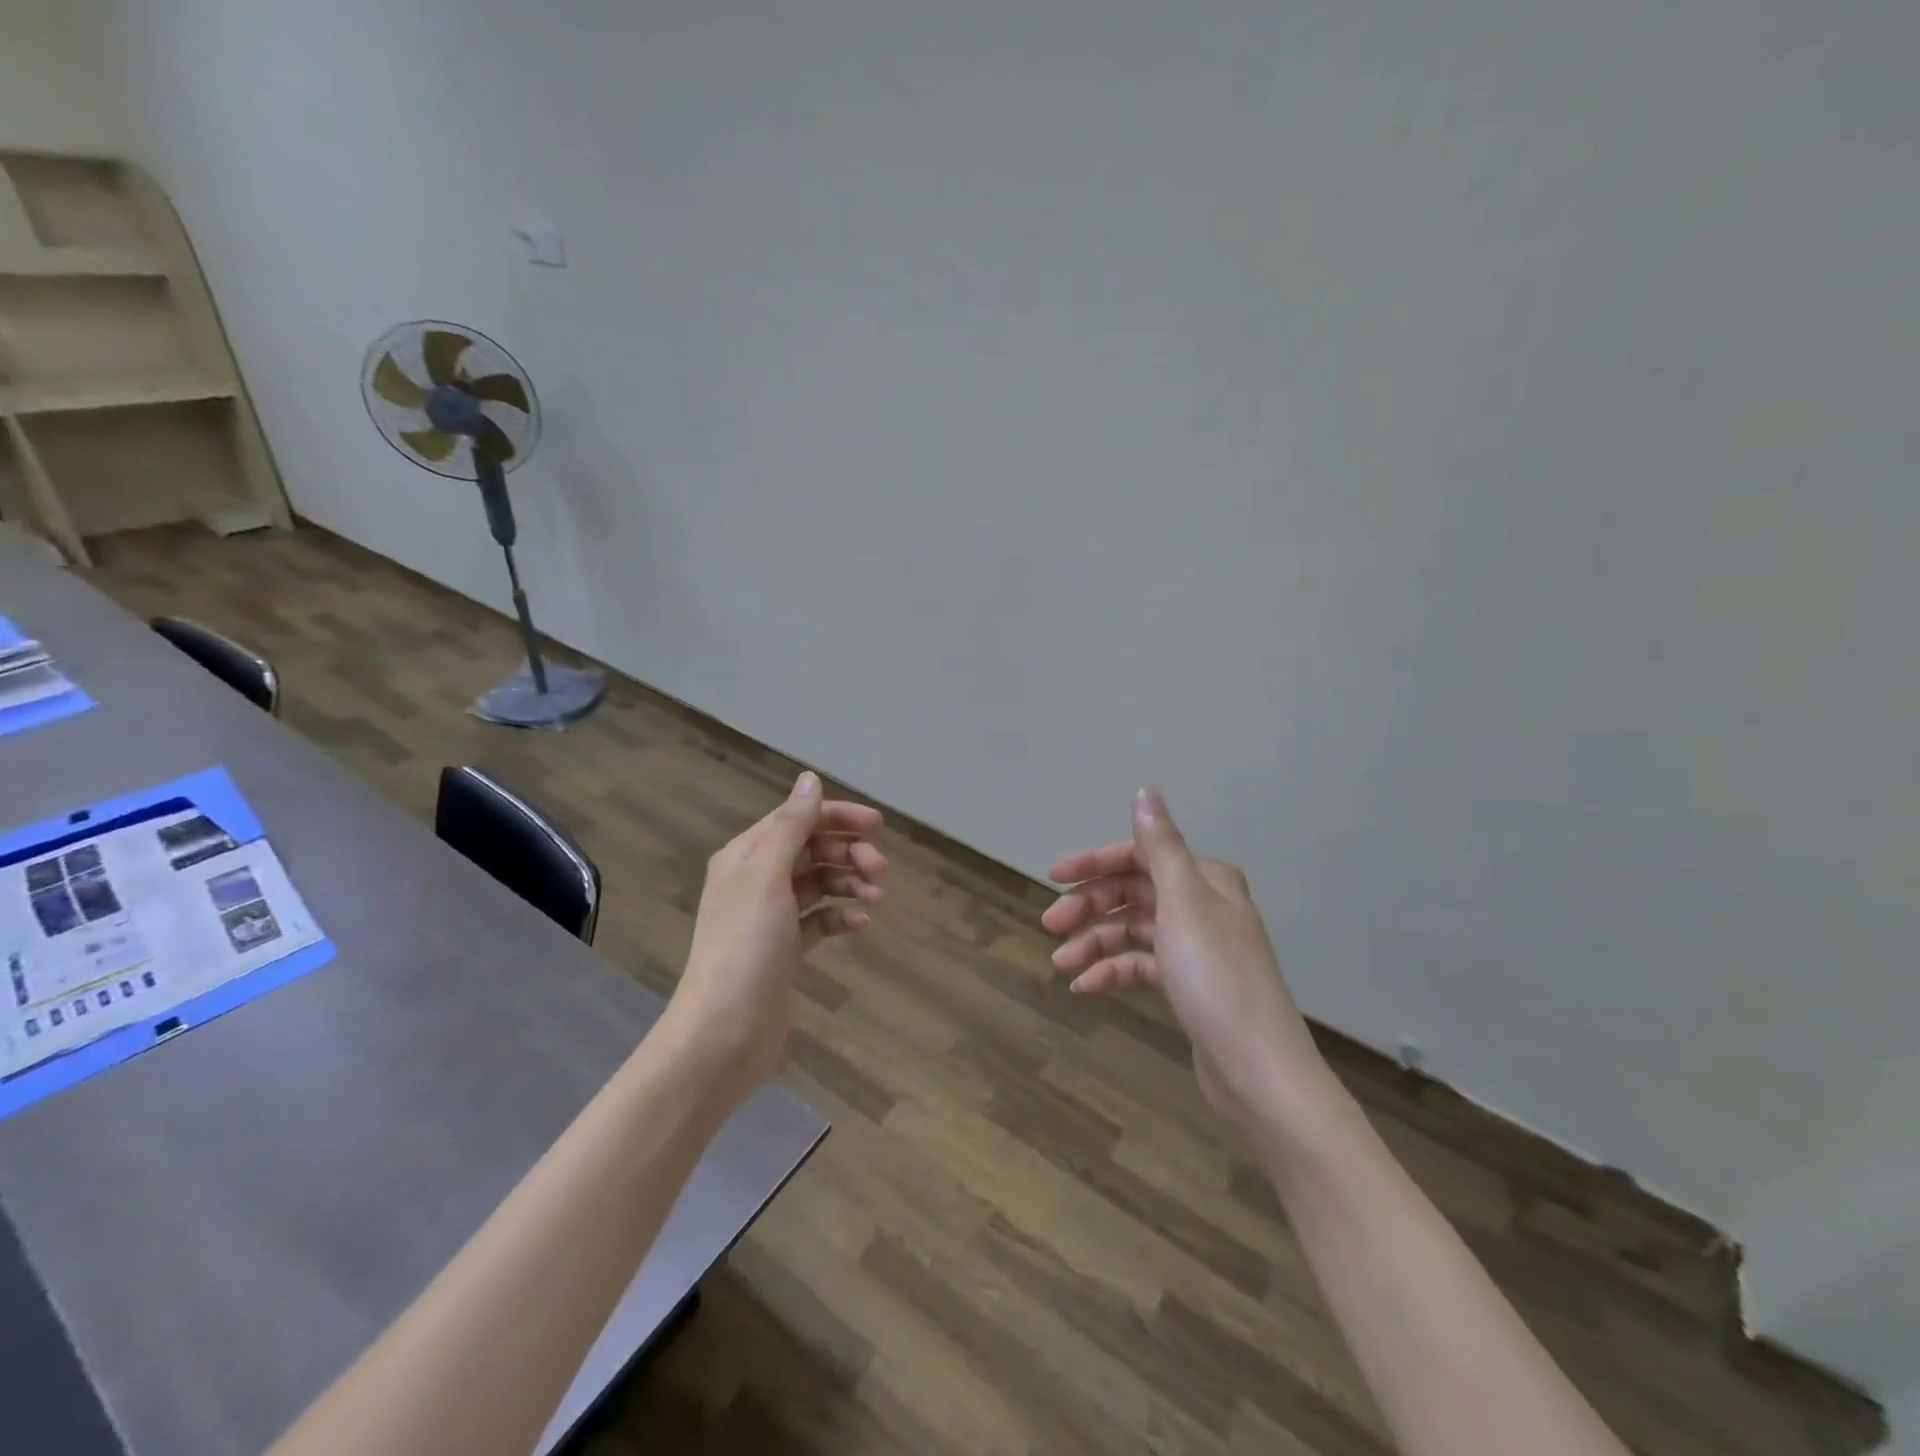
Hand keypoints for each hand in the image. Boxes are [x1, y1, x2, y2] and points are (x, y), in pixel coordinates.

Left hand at [668, 772, 886, 1100]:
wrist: (724, 1030)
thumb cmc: (745, 944)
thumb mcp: (768, 876)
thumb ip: (792, 826)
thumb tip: (809, 777)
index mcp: (746, 856)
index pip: (797, 819)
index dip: (836, 816)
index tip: (877, 825)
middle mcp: (755, 881)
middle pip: (811, 850)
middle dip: (847, 853)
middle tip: (880, 869)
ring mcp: (770, 917)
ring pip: (818, 884)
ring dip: (848, 884)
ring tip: (876, 898)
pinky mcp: (783, 950)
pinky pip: (819, 920)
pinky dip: (840, 916)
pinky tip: (860, 923)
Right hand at [1044, 788, 1333, 1123]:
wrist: (1258, 1070)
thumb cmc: (1217, 977)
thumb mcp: (1183, 903)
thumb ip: (1160, 845)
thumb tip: (1145, 790)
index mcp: (1205, 879)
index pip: (1140, 856)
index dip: (1095, 863)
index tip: (1053, 876)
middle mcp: (1201, 905)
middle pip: (1132, 893)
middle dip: (1089, 907)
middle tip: (1050, 926)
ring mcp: (1194, 947)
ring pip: (1132, 931)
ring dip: (1094, 943)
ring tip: (1061, 964)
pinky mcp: (1187, 984)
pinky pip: (1140, 964)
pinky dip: (1112, 971)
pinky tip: (1085, 986)